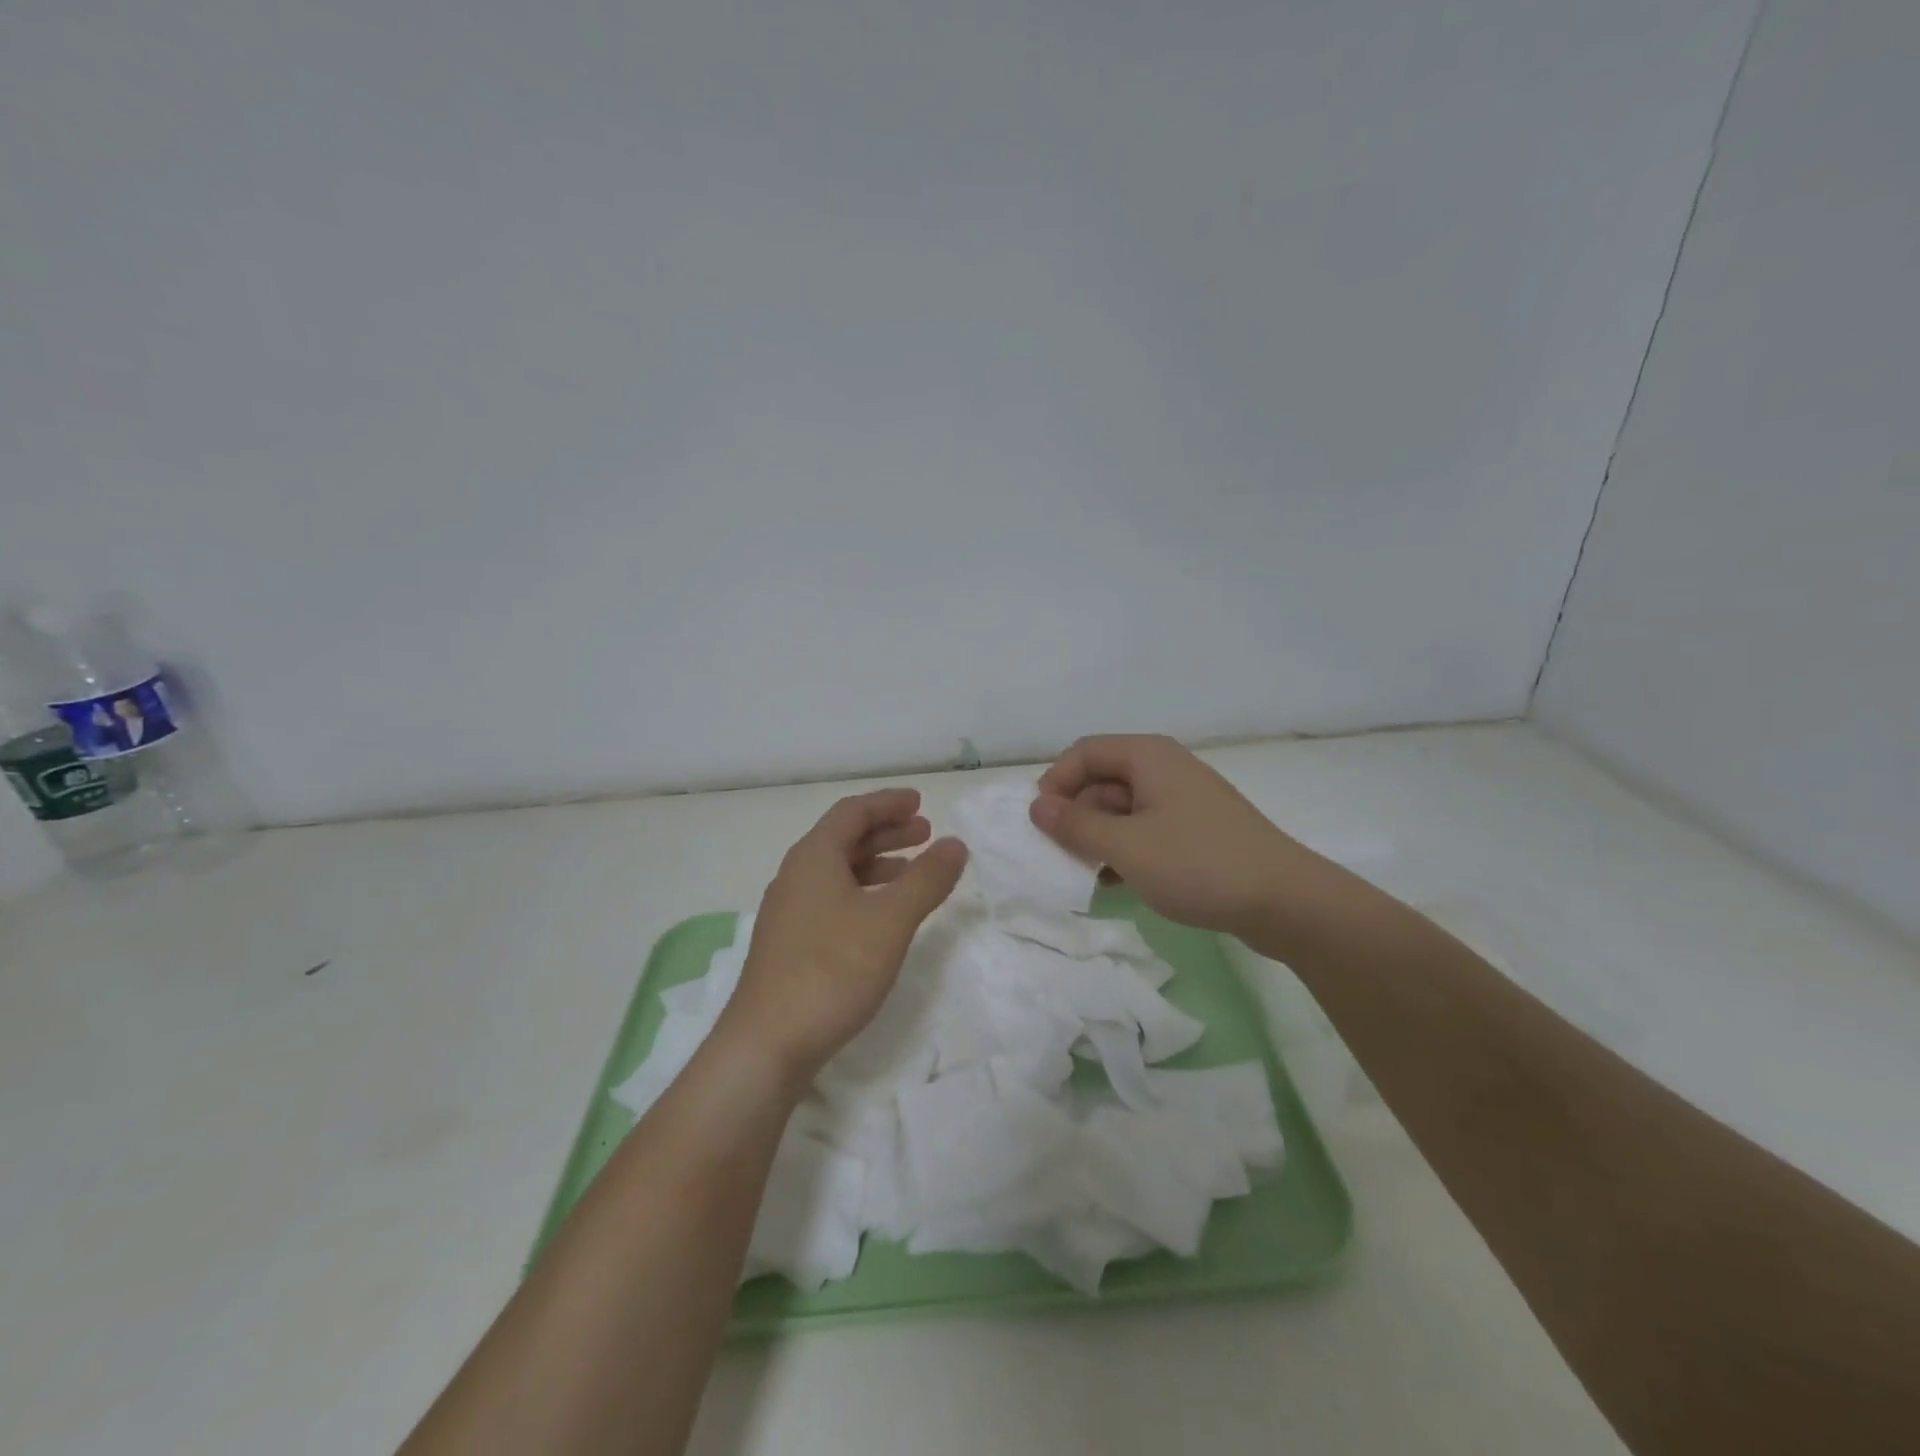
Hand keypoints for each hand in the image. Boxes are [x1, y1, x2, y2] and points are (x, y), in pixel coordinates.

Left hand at [717, 788, 967, 1093]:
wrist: (767, 1044)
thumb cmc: (832, 970)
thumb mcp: (890, 920)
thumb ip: (926, 879)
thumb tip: (955, 844)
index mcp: (814, 857)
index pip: (853, 812)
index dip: (887, 803)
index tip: (920, 802)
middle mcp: (796, 876)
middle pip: (844, 838)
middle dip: (886, 832)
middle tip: (925, 833)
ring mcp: (789, 912)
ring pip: (838, 871)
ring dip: (877, 864)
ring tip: (913, 873)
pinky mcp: (790, 944)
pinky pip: (832, 898)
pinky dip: (863, 893)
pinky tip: (882, 917)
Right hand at [1030, 735, 1315, 939]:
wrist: (1285, 902)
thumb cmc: (1198, 864)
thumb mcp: (1126, 846)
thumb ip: (1076, 825)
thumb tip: (1037, 806)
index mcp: (1148, 757)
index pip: (1083, 753)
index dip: (1055, 783)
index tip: (1041, 824)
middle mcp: (1164, 769)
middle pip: (1101, 779)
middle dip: (1075, 814)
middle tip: (1060, 855)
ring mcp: (1182, 801)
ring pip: (1121, 809)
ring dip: (1097, 837)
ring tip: (1085, 873)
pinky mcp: (1195, 831)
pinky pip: (1145, 830)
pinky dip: (1124, 850)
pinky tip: (1115, 882)